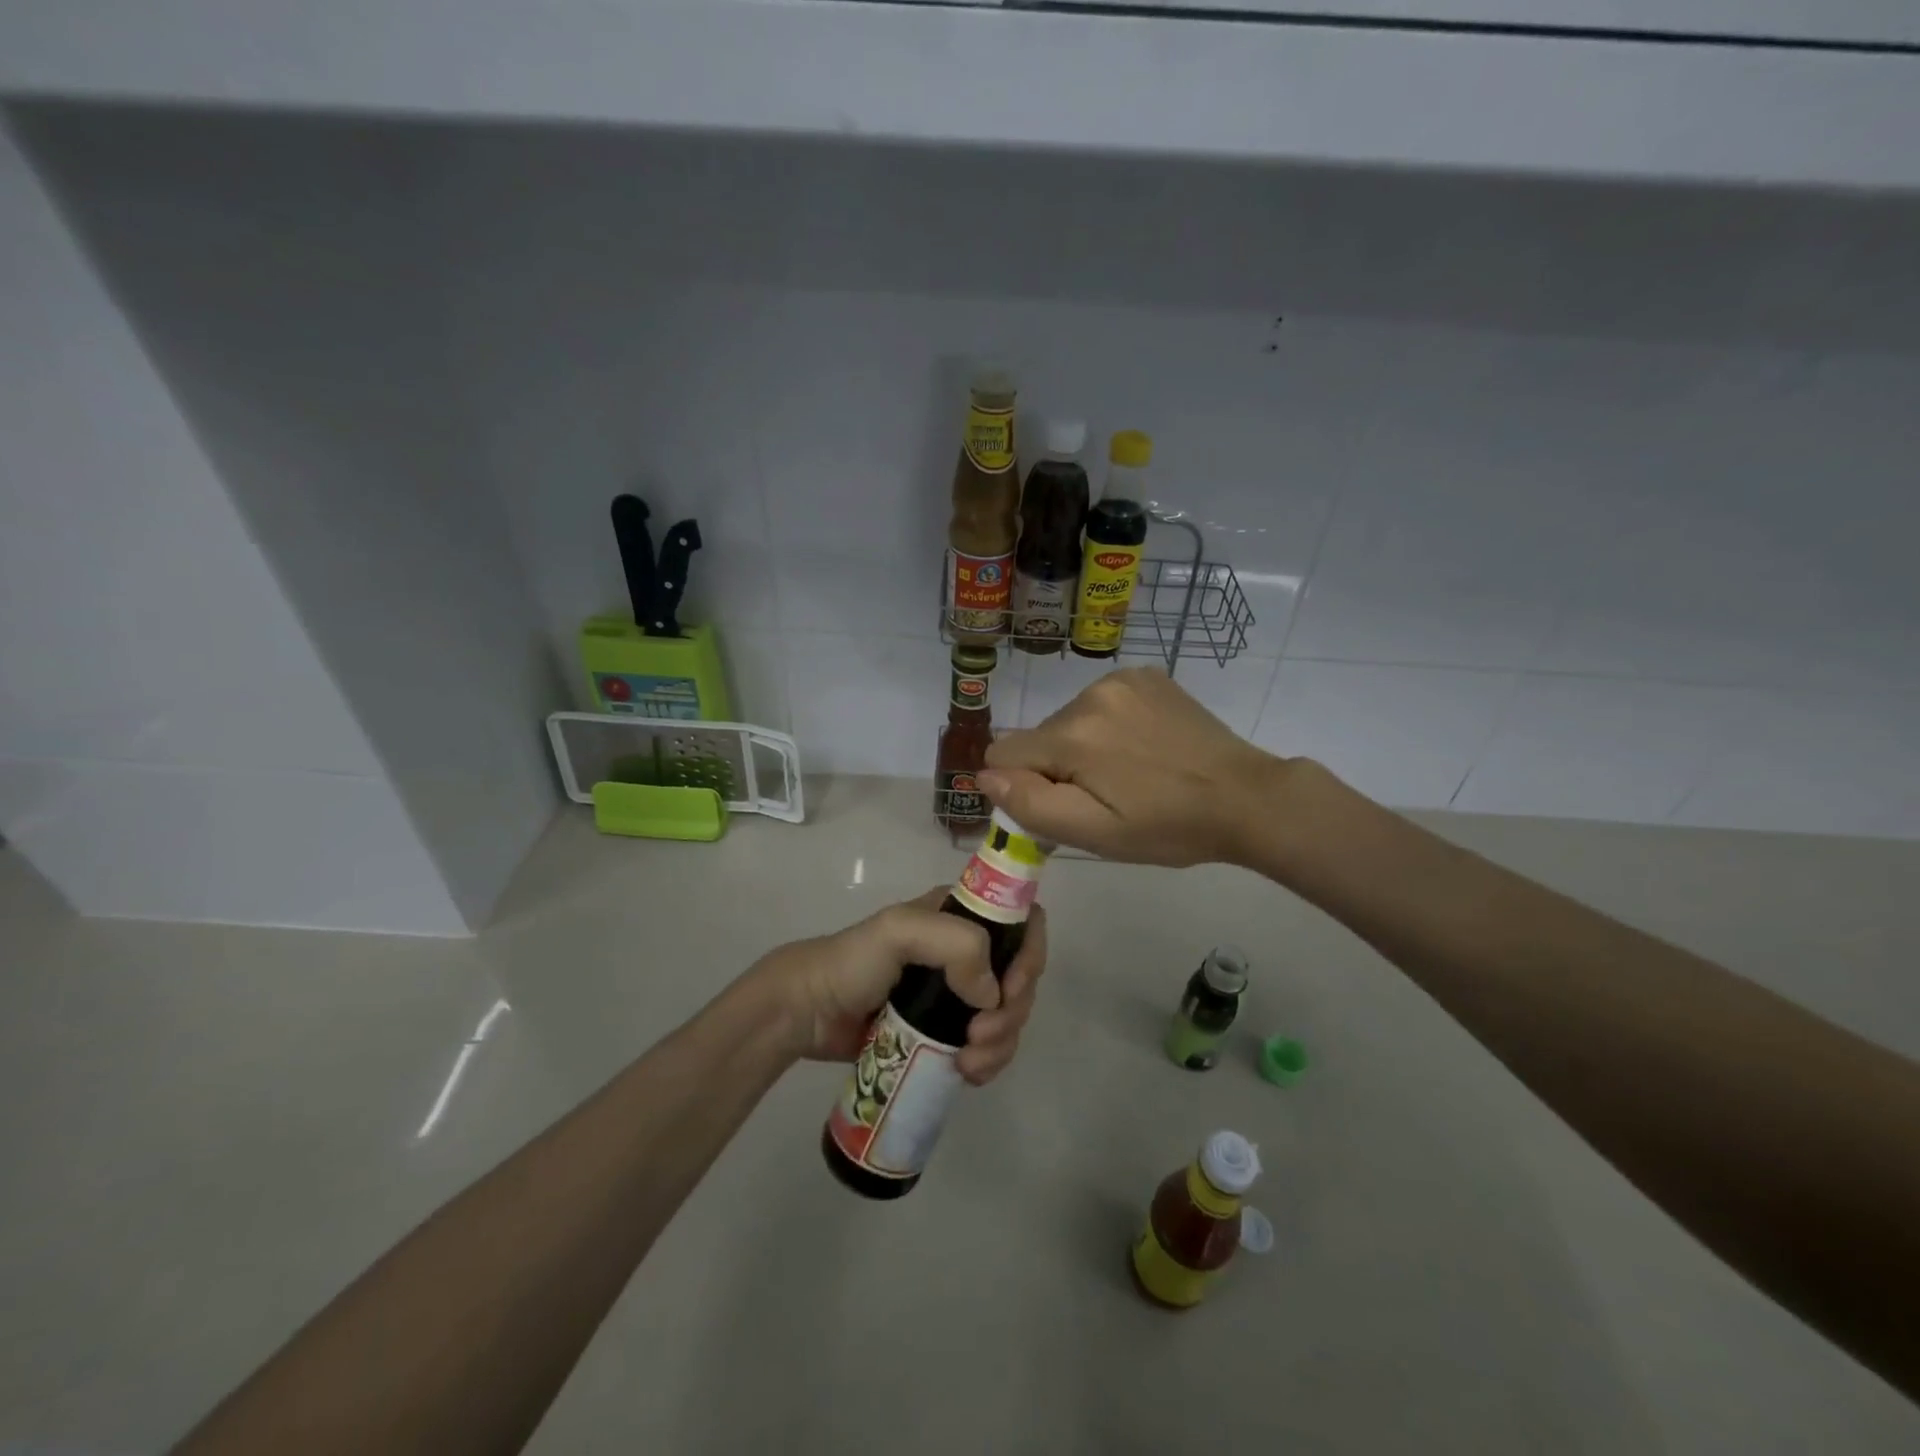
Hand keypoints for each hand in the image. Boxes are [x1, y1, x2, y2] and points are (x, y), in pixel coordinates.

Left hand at [747, 891, 1048, 1084]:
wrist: (808, 1012)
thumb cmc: (853, 962)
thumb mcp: (899, 931)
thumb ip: (955, 944)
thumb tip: (992, 994)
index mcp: (960, 914)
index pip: (1023, 923)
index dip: (1029, 956)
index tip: (1009, 991)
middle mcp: (967, 950)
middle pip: (1020, 978)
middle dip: (1012, 1012)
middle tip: (979, 1036)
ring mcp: (958, 993)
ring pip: (1008, 1016)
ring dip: (1002, 1043)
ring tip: (969, 1064)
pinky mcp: (945, 1030)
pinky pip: (988, 1045)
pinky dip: (989, 1061)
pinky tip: (968, 1073)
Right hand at [981, 667, 1283, 867]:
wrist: (1245, 797)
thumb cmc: (1167, 827)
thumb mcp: (1095, 834)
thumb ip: (1032, 804)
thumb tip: (984, 775)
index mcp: (1072, 736)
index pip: (1003, 754)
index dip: (1025, 785)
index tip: (1064, 804)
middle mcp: (1089, 695)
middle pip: (1038, 736)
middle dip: (1057, 766)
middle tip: (1105, 795)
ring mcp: (1120, 680)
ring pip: (1068, 719)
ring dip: (1083, 745)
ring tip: (1128, 771)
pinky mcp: (1145, 675)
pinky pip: (1100, 702)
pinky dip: (1109, 724)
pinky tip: (1142, 745)